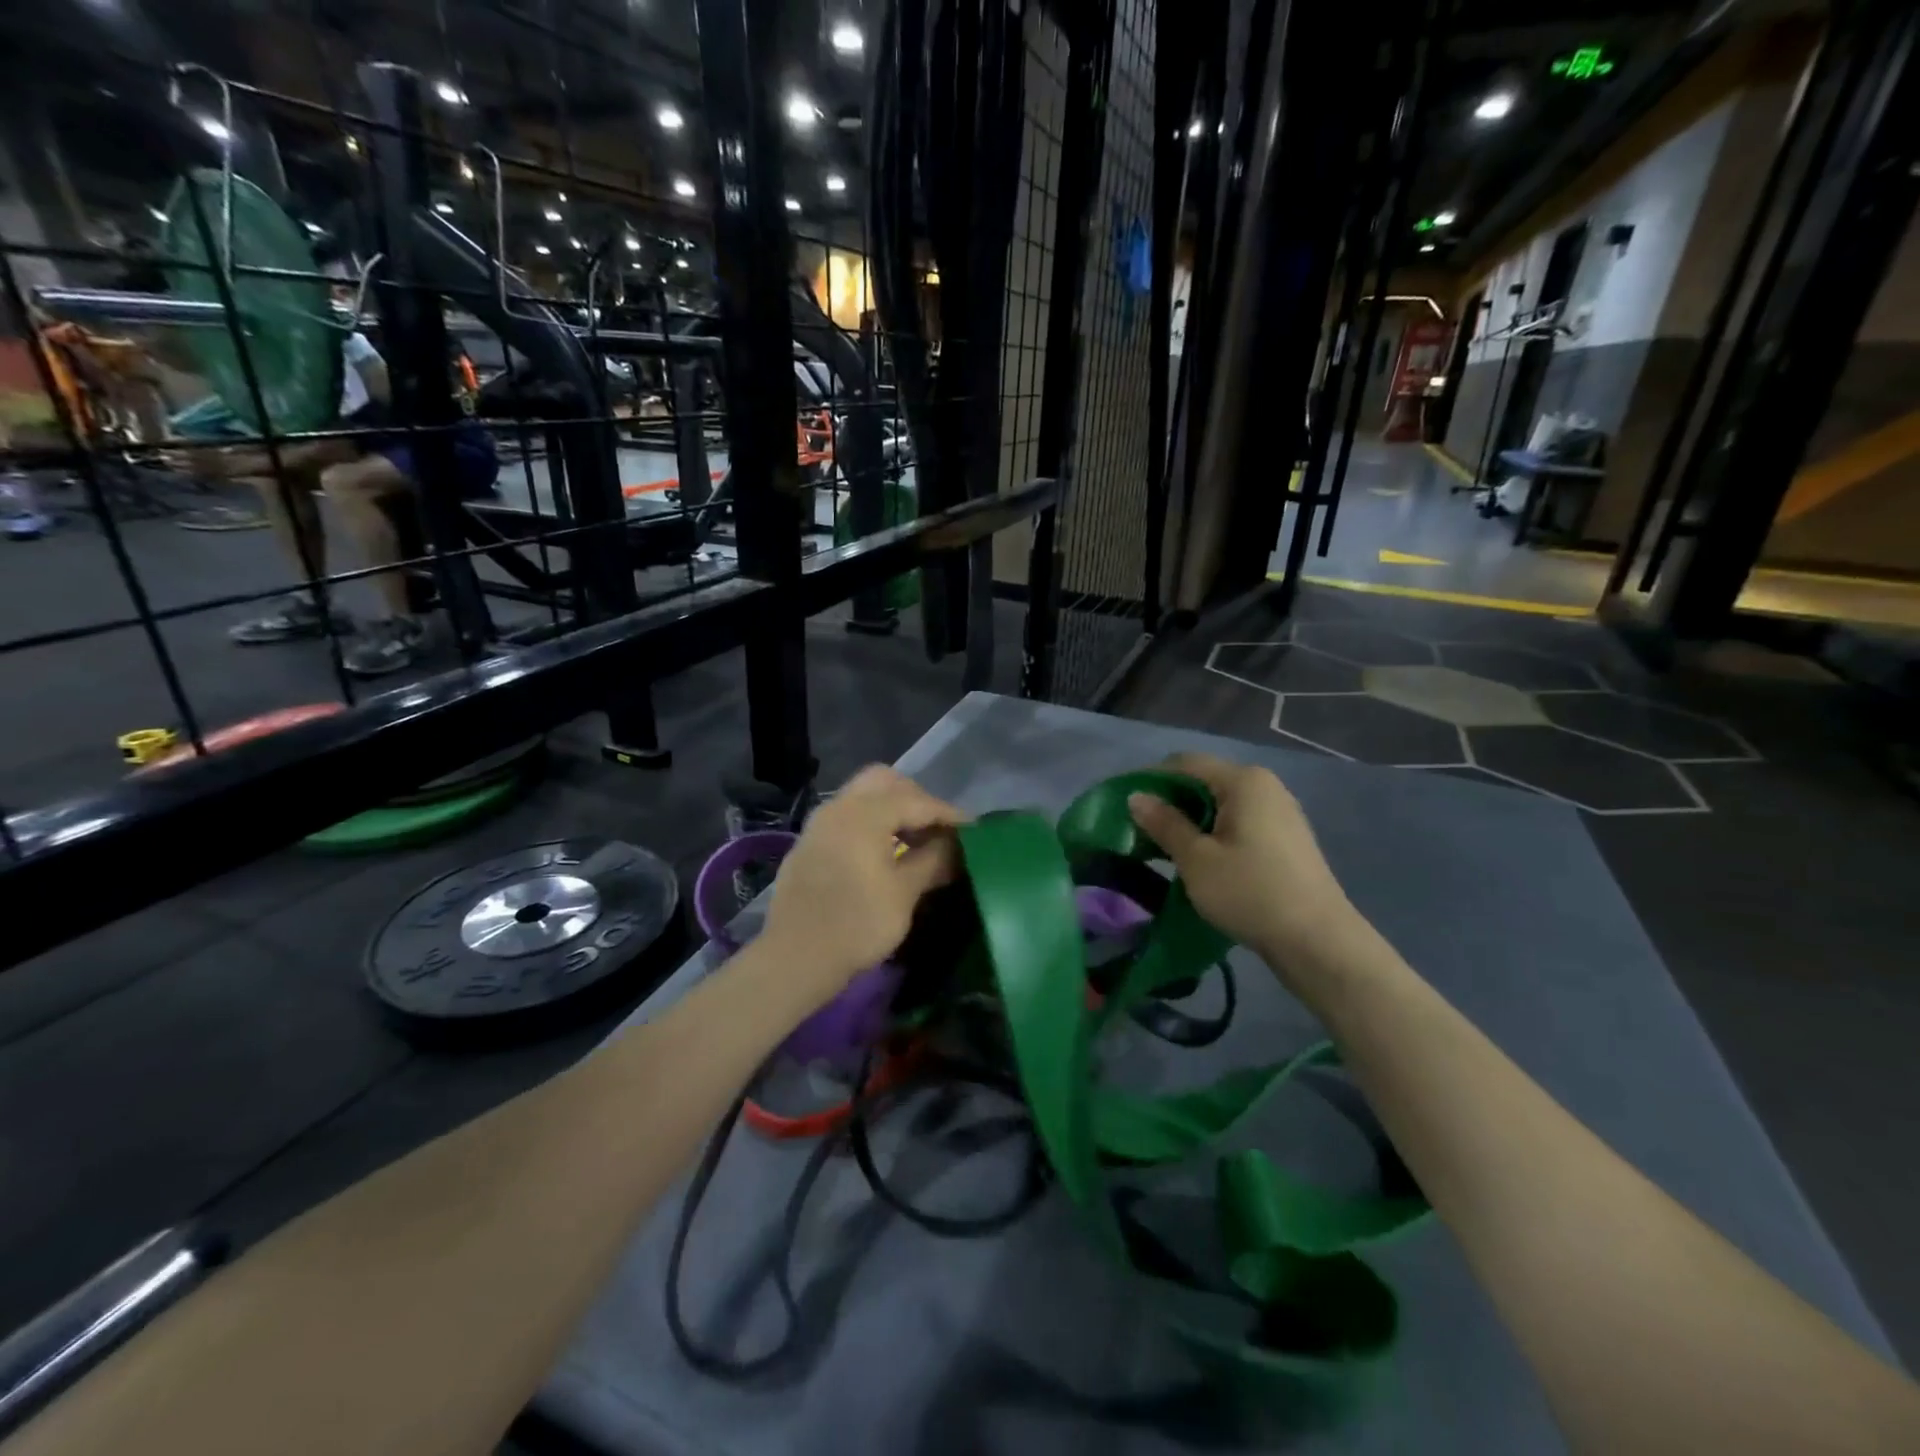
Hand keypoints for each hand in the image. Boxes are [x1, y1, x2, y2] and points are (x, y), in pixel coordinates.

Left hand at [758, 765, 966, 1008]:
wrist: (795, 958)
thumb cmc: (857, 924)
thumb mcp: (905, 893)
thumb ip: (933, 860)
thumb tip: (956, 845)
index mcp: (864, 813)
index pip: (917, 800)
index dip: (948, 814)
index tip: (973, 829)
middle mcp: (839, 807)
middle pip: (884, 782)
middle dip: (916, 799)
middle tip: (938, 828)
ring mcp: (819, 824)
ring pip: (863, 798)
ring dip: (892, 810)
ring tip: (917, 842)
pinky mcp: (809, 845)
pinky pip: (847, 818)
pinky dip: (871, 824)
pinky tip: (885, 854)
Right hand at [1126, 752, 1359, 979]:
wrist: (1318, 942)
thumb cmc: (1250, 892)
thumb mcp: (1196, 859)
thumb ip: (1164, 823)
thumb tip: (1136, 797)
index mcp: (1244, 781)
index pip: (1185, 763)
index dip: (1149, 779)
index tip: (1122, 804)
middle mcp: (1265, 787)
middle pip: (1204, 781)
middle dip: (1169, 801)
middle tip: (1138, 829)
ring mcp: (1280, 813)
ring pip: (1221, 804)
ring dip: (1190, 819)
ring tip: (1163, 846)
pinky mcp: (1286, 839)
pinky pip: (1238, 823)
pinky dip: (1213, 833)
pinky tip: (1199, 858)